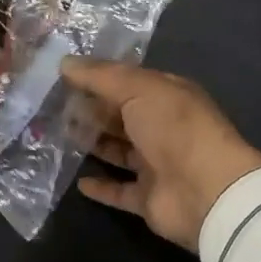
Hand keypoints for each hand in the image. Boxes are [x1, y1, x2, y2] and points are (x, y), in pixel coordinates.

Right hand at [59, 58, 260, 250]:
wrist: (207, 190)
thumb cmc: (174, 128)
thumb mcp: (138, 88)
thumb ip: (101, 76)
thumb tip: (64, 62)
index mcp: (167, 96)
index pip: (129, 83)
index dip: (99, 79)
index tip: (64, 77)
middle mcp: (163, 128)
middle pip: (122, 116)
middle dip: (92, 110)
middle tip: (54, 107)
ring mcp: (157, 165)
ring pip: (119, 151)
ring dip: (94, 144)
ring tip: (61, 136)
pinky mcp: (149, 199)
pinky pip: (120, 191)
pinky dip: (101, 187)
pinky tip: (78, 182)